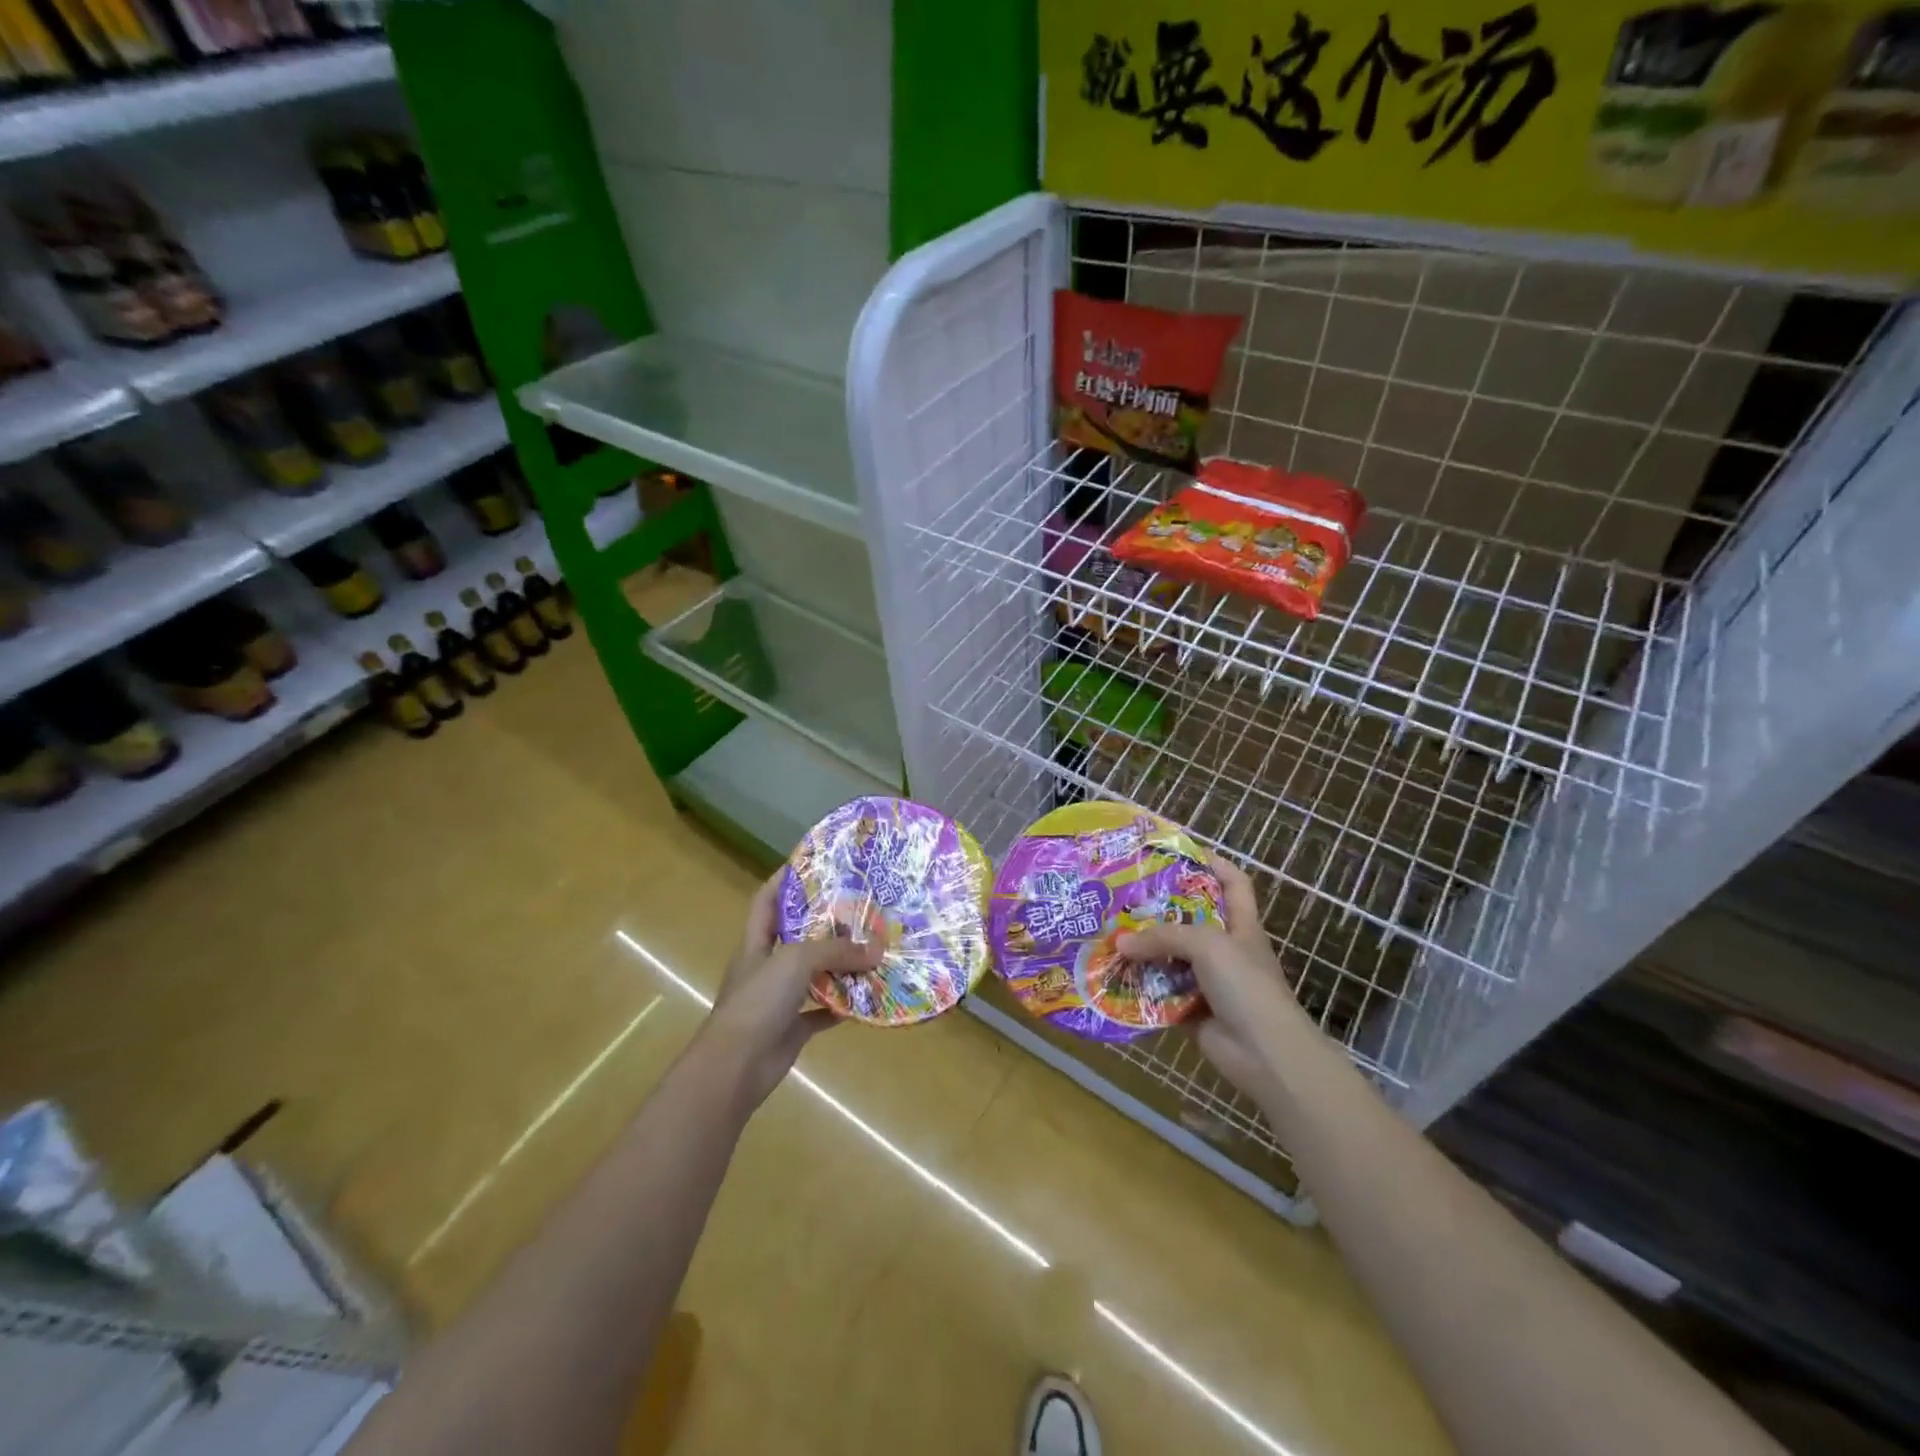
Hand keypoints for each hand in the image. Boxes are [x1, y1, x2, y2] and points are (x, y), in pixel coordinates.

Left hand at [695, 870, 880, 1109]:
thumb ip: (836, 951)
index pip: (767, 900)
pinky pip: (823, 1009)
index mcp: (757, 943)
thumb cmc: (758, 1002)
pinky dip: (844, 1004)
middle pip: (797, 935)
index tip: (812, 863)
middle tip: (859, 905)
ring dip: (840, 964)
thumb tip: (877, 949)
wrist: (735, 1067)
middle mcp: (767, 966)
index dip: (784, 879)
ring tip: (872, 946)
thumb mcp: (796, 961)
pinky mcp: (792, 1027)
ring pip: (814, 973)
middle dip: (825, 921)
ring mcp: (779, 998)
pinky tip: (868, 995)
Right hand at [1118, 857, 1310, 1096]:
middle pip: (1191, 919)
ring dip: (1144, 950)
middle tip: (1123, 894)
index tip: (1177, 853)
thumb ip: (1163, 937)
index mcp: (1240, 925)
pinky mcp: (1191, 1010)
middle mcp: (1225, 949)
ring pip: (1171, 957)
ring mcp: (1208, 981)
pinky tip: (1112, 977)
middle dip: (1160, 907)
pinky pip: (1160, 992)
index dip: (1212, 863)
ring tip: (1108, 933)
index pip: (1233, 882)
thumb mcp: (1208, 945)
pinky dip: (1139, 987)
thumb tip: (1120, 943)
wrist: (1266, 1055)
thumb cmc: (1246, 986)